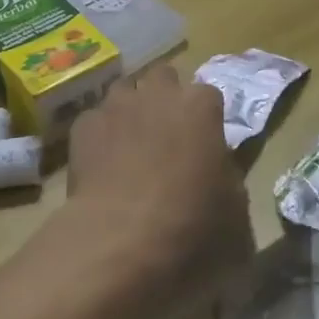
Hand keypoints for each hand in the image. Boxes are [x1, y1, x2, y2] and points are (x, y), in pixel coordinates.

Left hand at [58, 65, 248, 306]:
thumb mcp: (234, 210)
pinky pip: (95, 121)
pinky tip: (102, 164)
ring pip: (125, 92)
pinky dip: (100, 135)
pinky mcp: (83, 127)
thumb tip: (218, 174)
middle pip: (164, 78)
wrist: (120, 241)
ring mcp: (116, 106)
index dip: (206, 119)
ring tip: (131, 144)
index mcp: (201, 106)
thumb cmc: (191, 225)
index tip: (204, 144)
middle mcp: (158, 93)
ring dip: (131, 110)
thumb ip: (228, 179)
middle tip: (168, 135)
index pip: (209, 95)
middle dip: (165, 98)